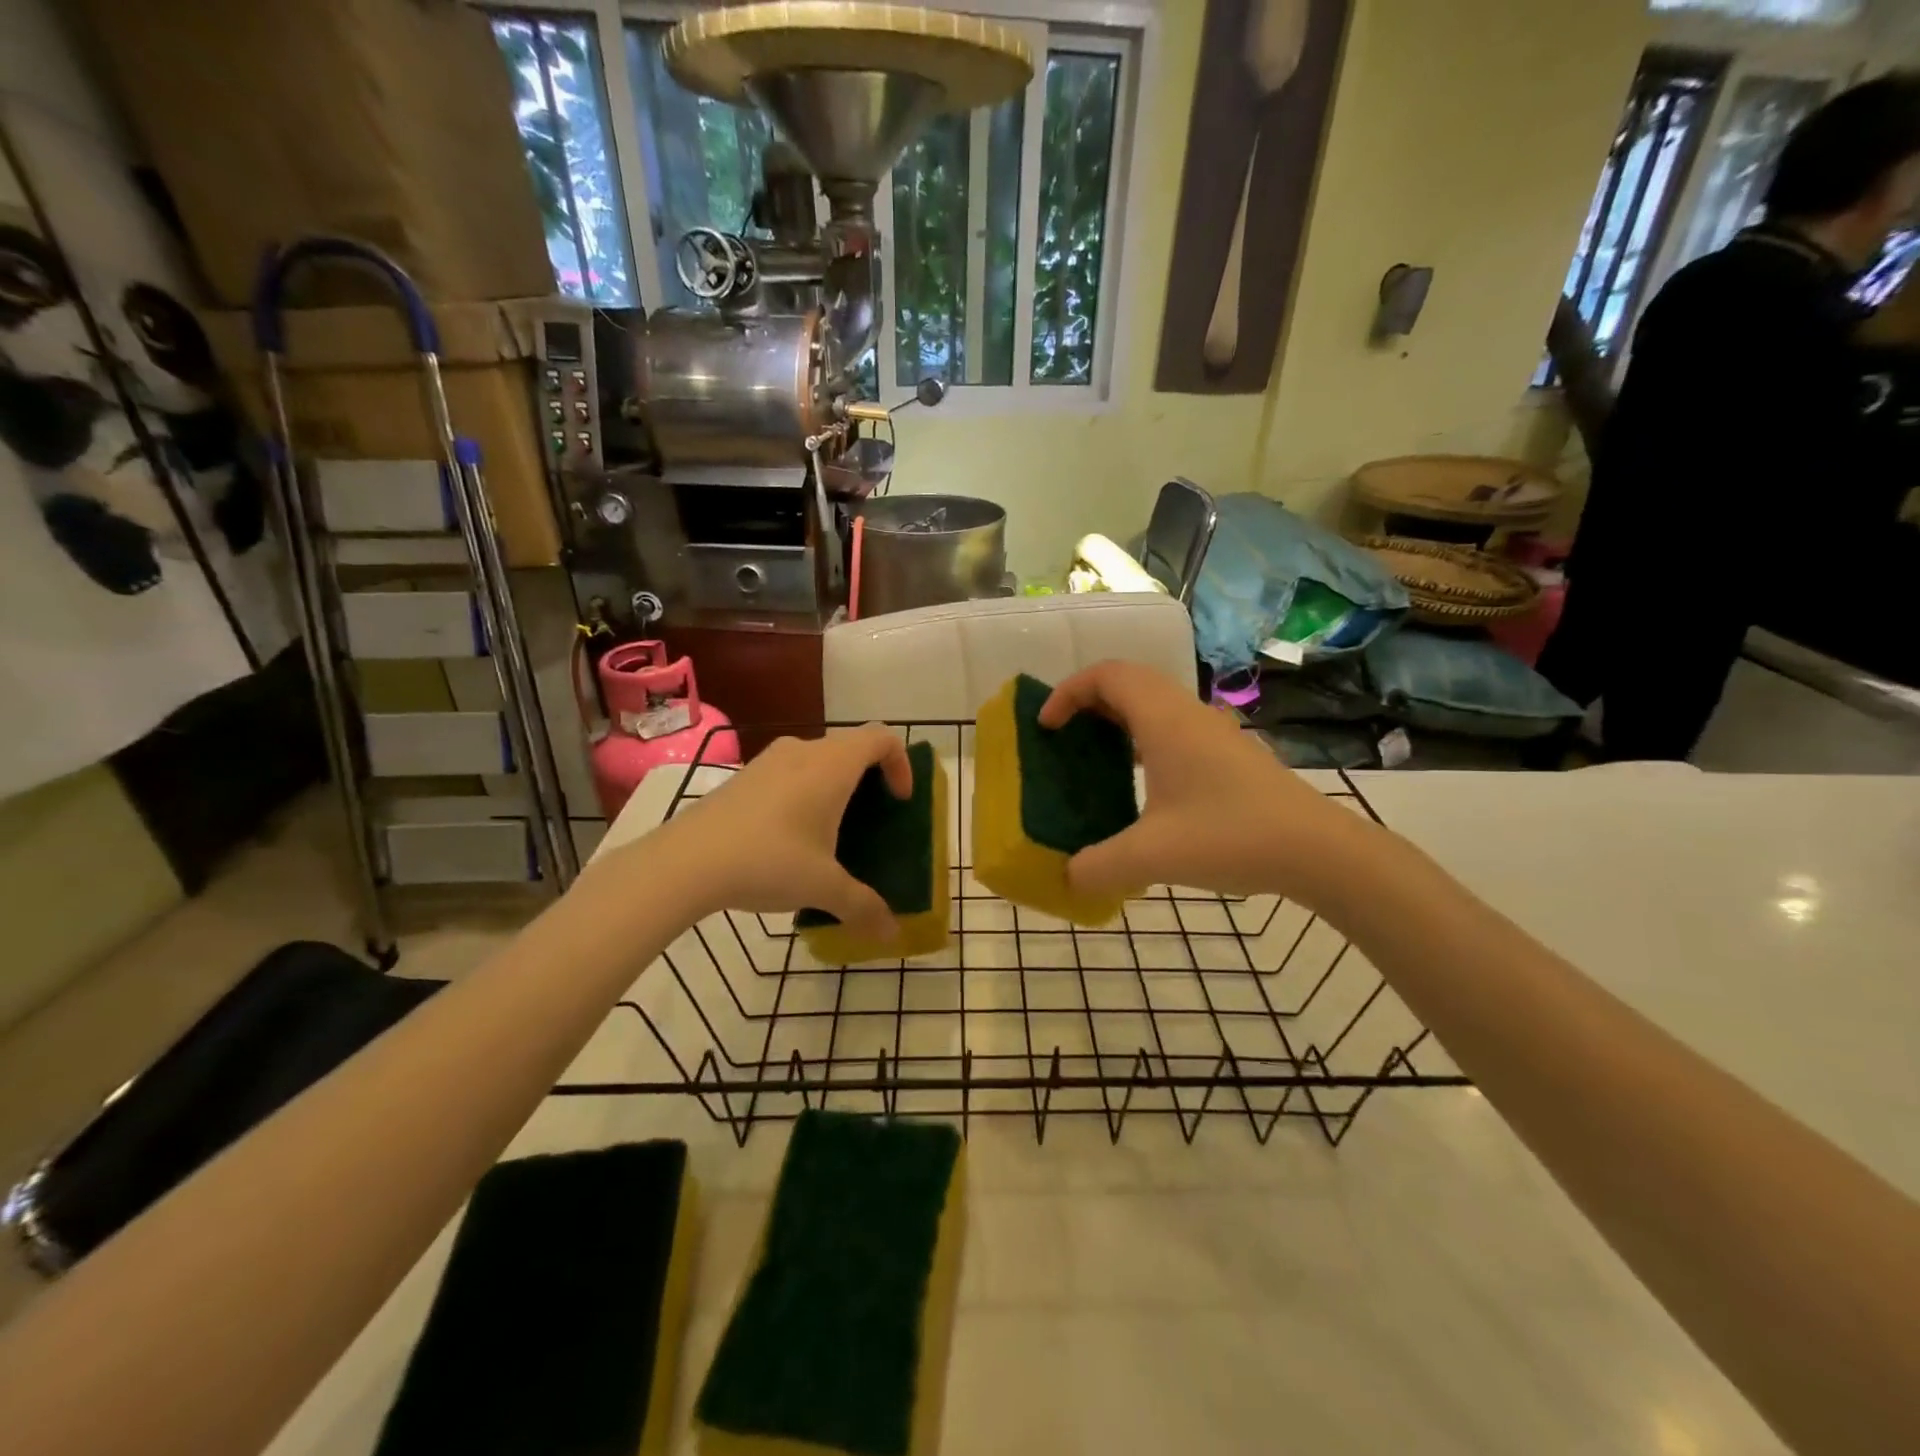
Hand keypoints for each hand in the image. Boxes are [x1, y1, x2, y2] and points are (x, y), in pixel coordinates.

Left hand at [636, 727, 910, 943]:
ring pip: (817, 758)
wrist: (685, 862)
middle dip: (870, 777)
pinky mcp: (743, 777)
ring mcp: (768, 760)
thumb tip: (891, 933)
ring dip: (834, 784)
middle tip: (872, 818)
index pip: (881, 737)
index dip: (901, 763)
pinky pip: (789, 772)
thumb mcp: (823, 888)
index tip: (899, 801)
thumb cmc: (768, 861)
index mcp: (832, 765)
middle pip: (851, 746)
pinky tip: (789, 837)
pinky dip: (804, 791)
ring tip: (831, 830)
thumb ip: (863, 906)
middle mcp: (803, 751)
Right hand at [1040, 661, 1372, 903]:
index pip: (1107, 675)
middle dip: (1088, 700)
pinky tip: (1141, 782)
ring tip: (1094, 755)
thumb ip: (1098, 867)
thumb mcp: (1153, 857)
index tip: (1046, 726)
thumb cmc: (1231, 836)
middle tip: (1063, 736)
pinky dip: (1143, 737)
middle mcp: (1187, 713)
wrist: (1318, 850)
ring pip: (1154, 702)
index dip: (1068, 692)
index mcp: (1165, 720)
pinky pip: (1173, 725)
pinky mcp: (1228, 752)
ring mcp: (1213, 731)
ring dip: (1118, 717)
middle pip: (1129, 681)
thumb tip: (1067, 878)